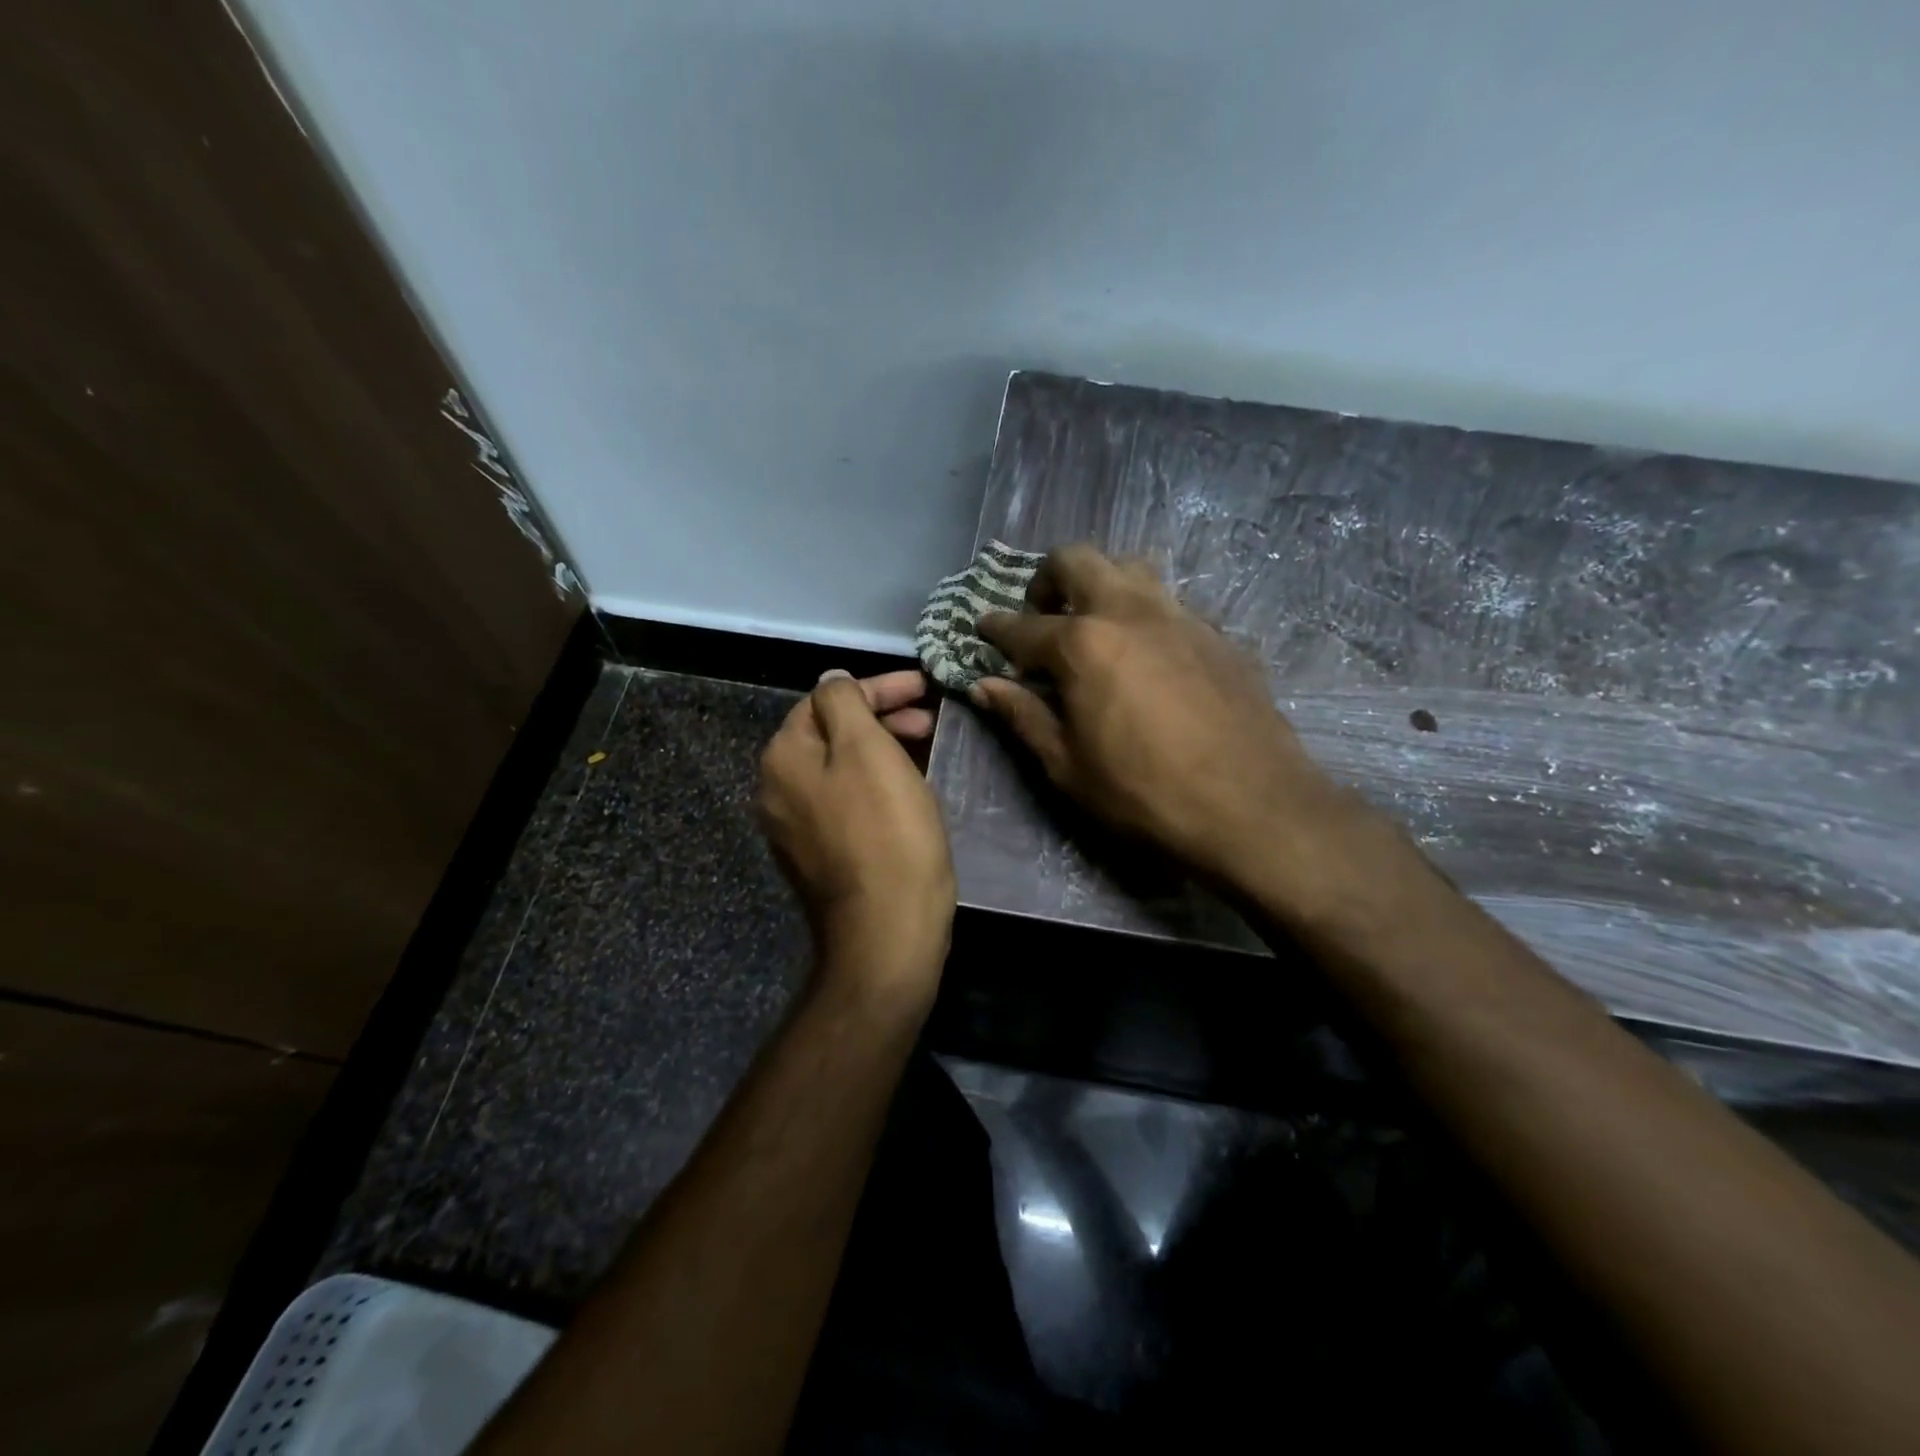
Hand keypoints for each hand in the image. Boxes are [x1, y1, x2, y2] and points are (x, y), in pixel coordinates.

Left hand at [757, 669, 955, 1009]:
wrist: (886, 932)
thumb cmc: (886, 833)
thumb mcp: (868, 750)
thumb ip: (845, 703)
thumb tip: (832, 680)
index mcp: (783, 757)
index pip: (829, 700)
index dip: (880, 688)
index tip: (926, 688)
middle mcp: (776, 789)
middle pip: (832, 734)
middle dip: (882, 719)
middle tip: (930, 722)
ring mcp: (794, 828)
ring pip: (841, 768)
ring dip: (882, 751)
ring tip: (926, 751)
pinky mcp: (818, 857)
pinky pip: (846, 802)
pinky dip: (876, 785)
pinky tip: (907, 791)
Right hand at [974, 545, 1366, 892]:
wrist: (1254, 807)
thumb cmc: (1144, 794)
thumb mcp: (1067, 767)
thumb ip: (1023, 717)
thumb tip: (984, 685)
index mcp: (1083, 644)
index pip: (1023, 626)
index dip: (995, 627)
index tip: (982, 626)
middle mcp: (1129, 612)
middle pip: (1078, 560)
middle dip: (1047, 578)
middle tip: (1041, 614)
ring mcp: (1180, 617)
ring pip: (1131, 569)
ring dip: (1101, 583)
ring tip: (1094, 625)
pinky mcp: (1218, 635)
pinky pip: (1170, 604)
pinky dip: (1144, 615)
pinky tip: (1149, 656)